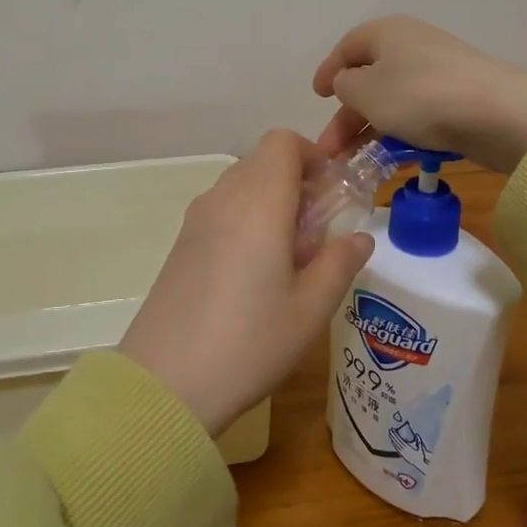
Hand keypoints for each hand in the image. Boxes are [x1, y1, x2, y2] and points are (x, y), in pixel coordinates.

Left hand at [122, 131, 373, 435]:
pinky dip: (245, 221)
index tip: (331, 195)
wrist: (166, 383)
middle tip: (316, 235)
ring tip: (287, 260)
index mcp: (259, 203)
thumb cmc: (250, 342)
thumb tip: (360, 237)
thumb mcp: (311, 309)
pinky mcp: (180, 244)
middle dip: (297, 183)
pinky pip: (221, 211)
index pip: (283, 142)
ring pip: (241, 186)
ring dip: (271, 203)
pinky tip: (253, 275)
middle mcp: (223, 199)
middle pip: (263, 162)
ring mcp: (195, 221)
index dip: (313, 156)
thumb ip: (340, 263)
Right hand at [312, 16, 526, 174]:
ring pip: (393, 102)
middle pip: (369, 79)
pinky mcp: (459, 100)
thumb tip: (347, 83)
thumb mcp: (366, 91)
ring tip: (353, 164)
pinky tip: (389, 160)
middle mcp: (412, 46)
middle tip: (329, 150)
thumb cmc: (418, 96)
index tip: (316, 98)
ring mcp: (438, 73)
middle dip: (346, 116)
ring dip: (369, 131)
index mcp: (386, 32)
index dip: (328, 71)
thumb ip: (345, 86)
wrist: (496, 114)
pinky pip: (418, 116)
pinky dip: (399, 134)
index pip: (348, 47)